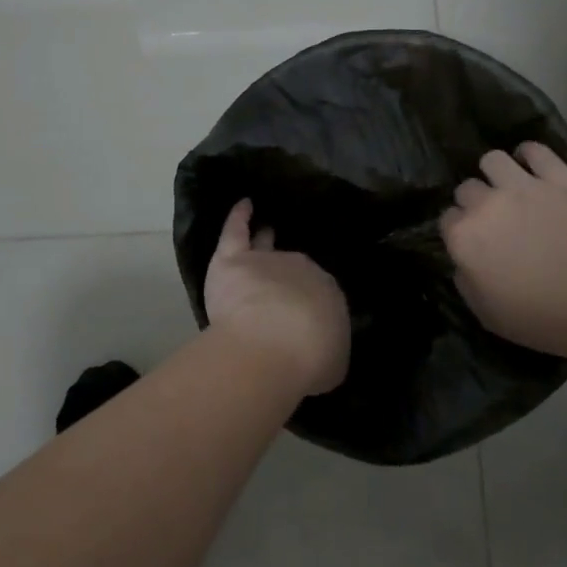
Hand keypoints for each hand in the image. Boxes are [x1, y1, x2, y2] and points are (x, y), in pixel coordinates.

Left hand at [204, 200, 349, 396]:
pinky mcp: (234, 260)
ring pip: (264, 247)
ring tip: (266, 230)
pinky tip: (244, 204)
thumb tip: (323, 348)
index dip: (308, 304)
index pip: (317, 293)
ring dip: (265, 239)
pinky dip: (239, 217)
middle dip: (287, 280)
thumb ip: (326, 348)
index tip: (302, 317)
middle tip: (281, 292)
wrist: (276, 344)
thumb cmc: (309, 360)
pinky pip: (236, 231)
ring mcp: (267, 261)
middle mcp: (302, 270)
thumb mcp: (332, 362)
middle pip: (291, 270)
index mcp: (327, 294)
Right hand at [440, 143, 566, 359]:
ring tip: (510, 188)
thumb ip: (465, 281)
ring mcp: (525, 186)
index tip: (474, 243)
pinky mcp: (561, 179)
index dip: (459, 231)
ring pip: (493, 160)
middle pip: (467, 188)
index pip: (447, 219)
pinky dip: (530, 155)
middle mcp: (487, 204)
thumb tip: (465, 262)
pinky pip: (535, 150)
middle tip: (495, 219)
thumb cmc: (543, 319)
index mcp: (465, 238)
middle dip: (475, 202)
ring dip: (496, 174)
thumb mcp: (487, 314)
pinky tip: (533, 166)